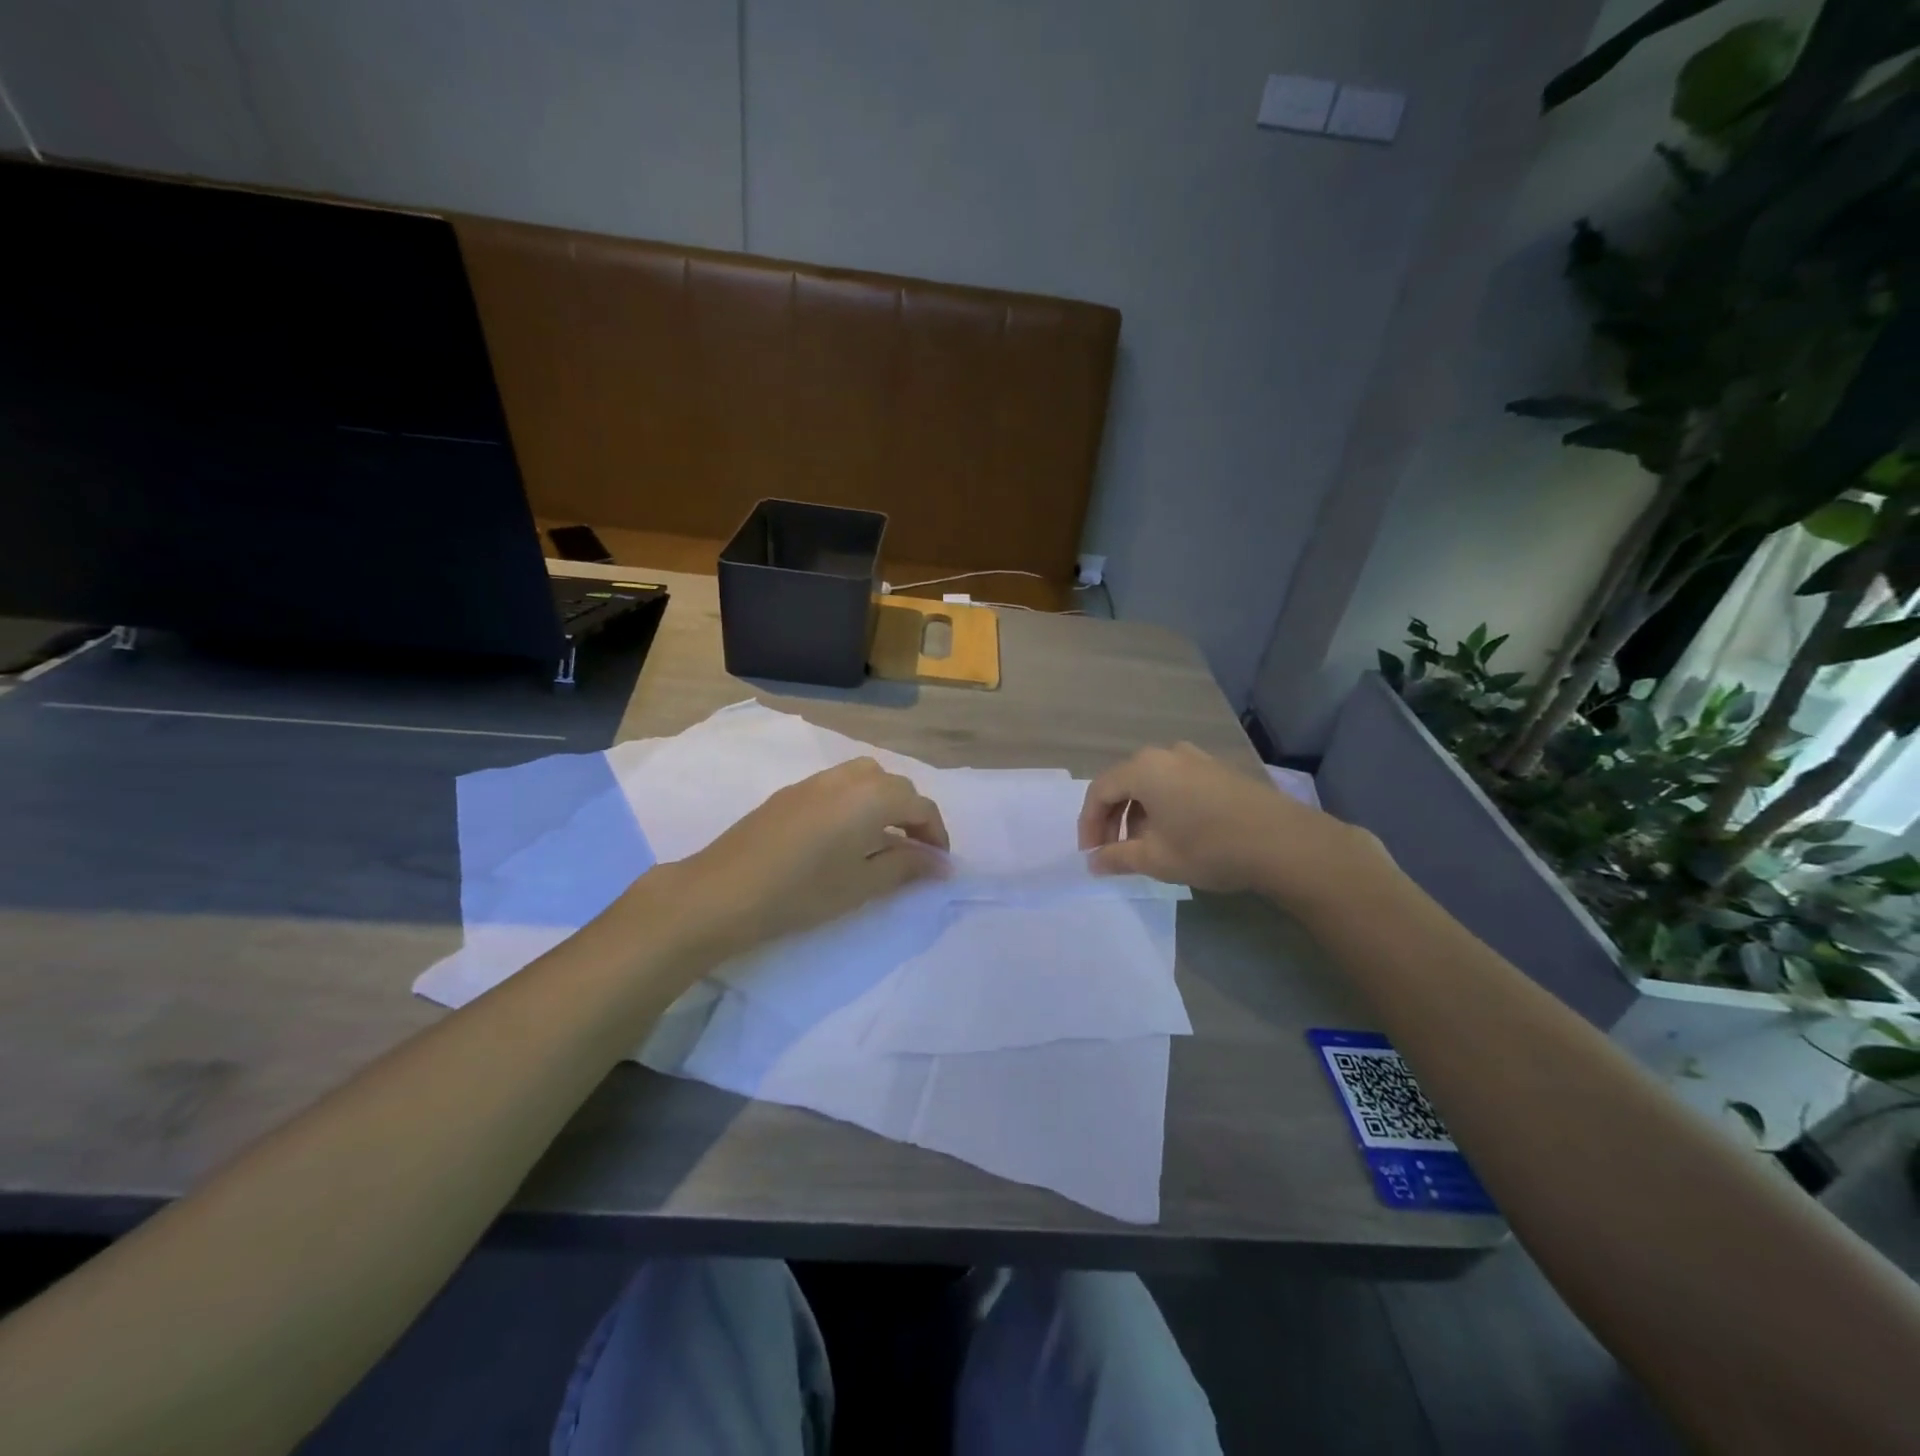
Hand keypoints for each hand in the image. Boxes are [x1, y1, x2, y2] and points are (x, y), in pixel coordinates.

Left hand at [675, 758, 949, 955]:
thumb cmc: (801, 892)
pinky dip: (855, 801)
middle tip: (913, 852)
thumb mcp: (862, 885)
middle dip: (912, 814)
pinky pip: (837, 785)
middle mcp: (846, 778)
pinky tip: (841, 836)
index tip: (938, 864)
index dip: (936, 834)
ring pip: (865, 777)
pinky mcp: (790, 793)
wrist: (723, 892)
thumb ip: (906, 867)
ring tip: (880, 839)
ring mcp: (814, 782)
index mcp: (871, 797)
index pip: (920, 806)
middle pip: (894, 785)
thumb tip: (939, 863)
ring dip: (883, 802)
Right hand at [1076, 742, 1382, 902]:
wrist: (1284, 842)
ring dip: (1138, 814)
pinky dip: (1163, 806)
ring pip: (1151, 784)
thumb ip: (1116, 858)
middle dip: (1112, 819)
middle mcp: (1165, 754)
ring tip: (1144, 847)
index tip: (1091, 855)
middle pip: (1124, 783)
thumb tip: (1093, 863)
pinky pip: (1175, 783)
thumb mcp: (1155, 859)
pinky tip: (1175, 834)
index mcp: (1143, 769)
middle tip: (1112, 852)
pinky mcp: (1218, 769)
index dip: (1089, 825)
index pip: (1099, 792)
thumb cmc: (1209, 847)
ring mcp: (1195, 758)